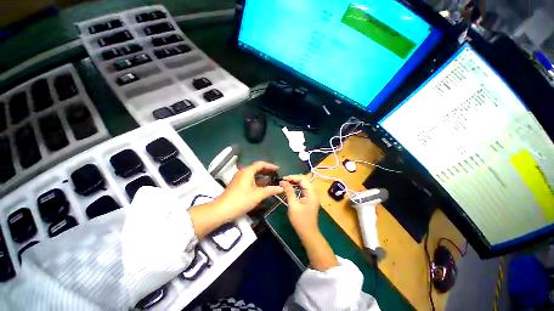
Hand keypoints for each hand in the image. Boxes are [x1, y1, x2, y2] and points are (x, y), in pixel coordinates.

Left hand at [216, 161, 283, 221]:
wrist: (222, 210)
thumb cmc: (241, 200)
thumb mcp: (258, 195)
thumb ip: (271, 190)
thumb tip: (281, 188)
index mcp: (247, 171)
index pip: (260, 164)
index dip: (270, 166)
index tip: (278, 169)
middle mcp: (243, 172)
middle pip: (256, 168)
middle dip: (266, 171)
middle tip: (276, 174)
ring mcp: (239, 179)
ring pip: (253, 174)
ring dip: (262, 176)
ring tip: (271, 180)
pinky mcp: (238, 185)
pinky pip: (250, 179)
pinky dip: (257, 181)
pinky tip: (262, 186)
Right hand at [280, 175, 319, 237]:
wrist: (308, 233)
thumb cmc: (300, 220)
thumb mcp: (293, 205)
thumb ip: (289, 191)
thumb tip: (283, 181)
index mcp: (312, 193)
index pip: (303, 179)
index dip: (293, 177)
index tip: (283, 179)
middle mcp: (313, 192)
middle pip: (304, 180)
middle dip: (293, 179)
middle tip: (283, 181)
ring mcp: (312, 195)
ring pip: (303, 184)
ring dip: (294, 183)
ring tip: (285, 183)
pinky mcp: (309, 199)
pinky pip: (303, 189)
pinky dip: (296, 187)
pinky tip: (289, 188)